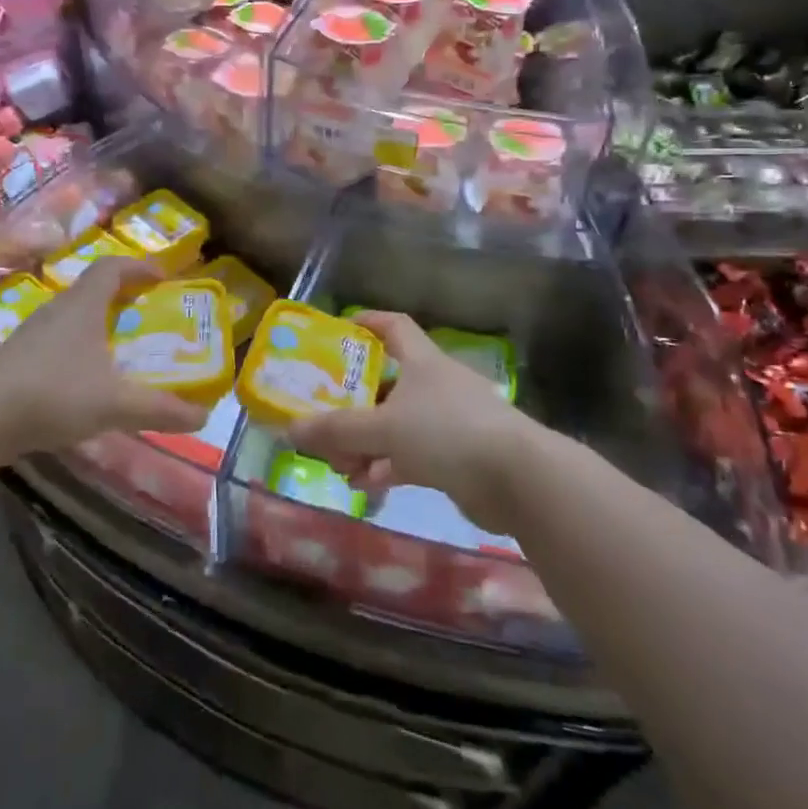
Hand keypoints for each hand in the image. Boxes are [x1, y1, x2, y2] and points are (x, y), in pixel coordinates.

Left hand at [0, 258, 207, 465]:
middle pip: (92, 290)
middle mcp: (56, 311)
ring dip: (97, 324)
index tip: (162, 277)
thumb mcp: (115, 403)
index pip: (112, 267)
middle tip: (147, 313)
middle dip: (122, 296)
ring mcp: (32, 335)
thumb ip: (160, 409)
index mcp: (83, 306)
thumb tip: (204, 416)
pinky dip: (77, 350)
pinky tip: (84, 380)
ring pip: (71, 317)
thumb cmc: (54, 393)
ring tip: (120, 347)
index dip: (139, 267)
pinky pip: (55, 342)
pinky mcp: (16, 360)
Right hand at [289, 311, 542, 534]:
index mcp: (422, 361)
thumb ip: (336, 430)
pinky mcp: (459, 457)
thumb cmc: (446, 432)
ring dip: (367, 442)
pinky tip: (365, 486)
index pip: (394, 326)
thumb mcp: (383, 428)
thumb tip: (290, 429)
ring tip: (338, 464)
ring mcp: (450, 422)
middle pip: (388, 383)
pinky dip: (387, 467)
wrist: (518, 479)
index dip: (368, 322)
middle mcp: (436, 385)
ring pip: (397, 424)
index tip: (340, 329)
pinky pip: (412, 455)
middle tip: (324, 417)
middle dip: (354, 402)